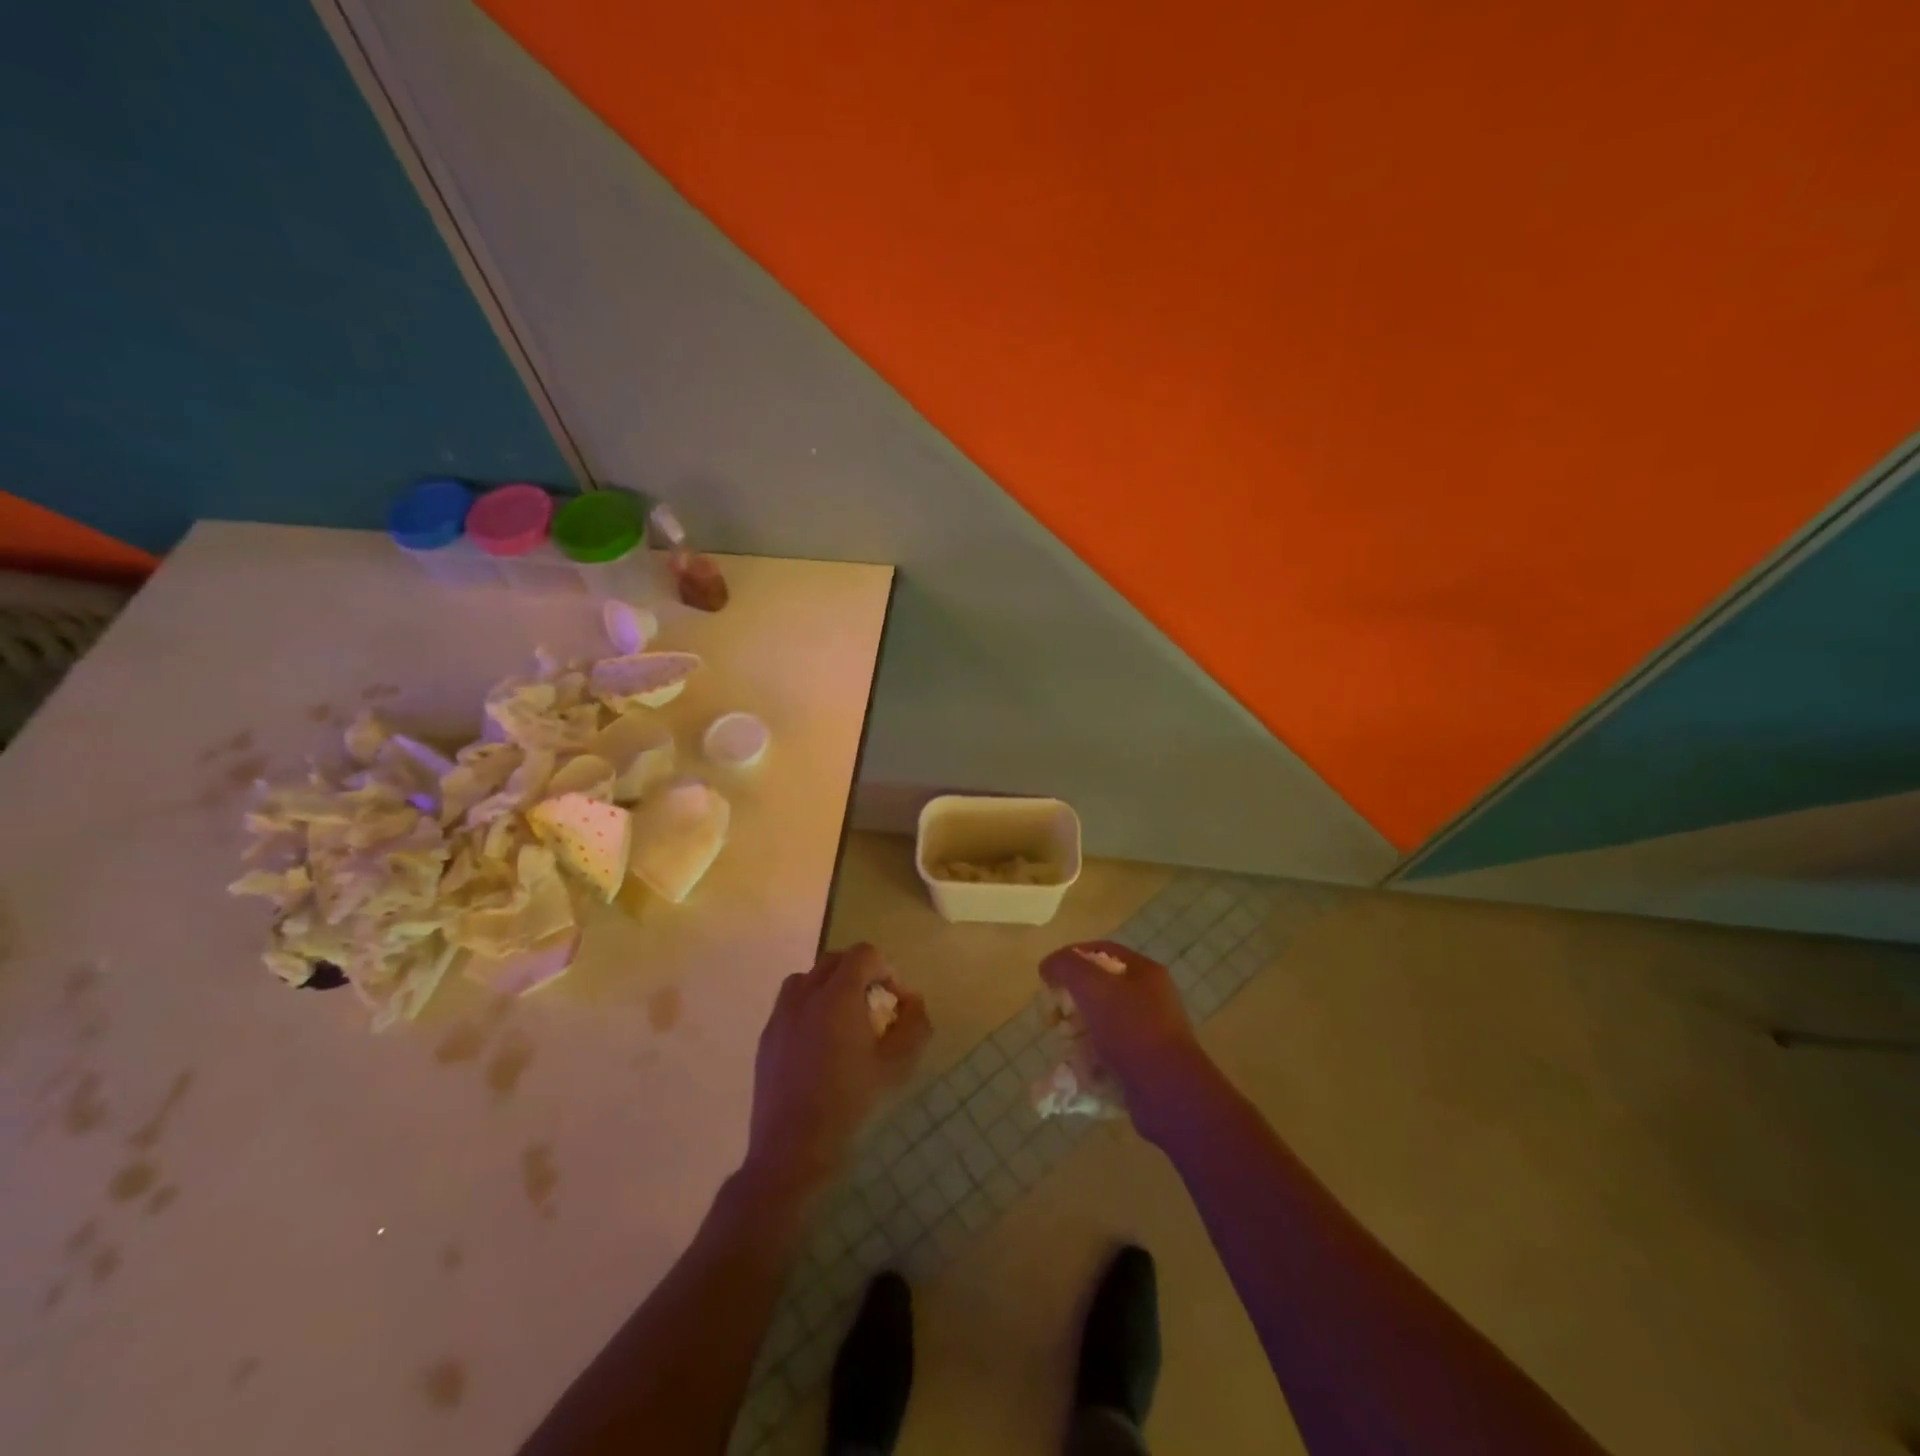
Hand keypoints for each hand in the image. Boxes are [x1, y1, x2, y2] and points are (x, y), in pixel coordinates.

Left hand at [743, 943, 930, 1192]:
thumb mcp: (897, 1068)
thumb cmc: (850, 1106)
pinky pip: (790, 1003)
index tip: (895, 1001)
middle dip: (860, 974)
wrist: (792, 1152)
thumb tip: (913, 1000)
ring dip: (831, 986)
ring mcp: (780, 1015)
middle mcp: (805, 995)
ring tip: (844, 1020)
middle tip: (874, 1007)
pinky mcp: (766, 1037)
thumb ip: (914, 1025)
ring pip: (808, 978)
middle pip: (835, 960)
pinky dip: (809, 1006)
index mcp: (837, 997)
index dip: (886, 969)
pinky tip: (819, 1044)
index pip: (864, 954)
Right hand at [1039, 941, 1205, 1120]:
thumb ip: (1066, 966)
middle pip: (1098, 988)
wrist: (1168, 1092)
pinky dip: (1090, 1058)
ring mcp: (1149, 1031)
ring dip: (1078, 1032)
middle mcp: (1150, 997)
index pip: (1100, 951)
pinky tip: (1080, 1068)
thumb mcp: (1093, 986)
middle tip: (1054, 1017)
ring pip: (1100, 1021)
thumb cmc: (1131, 1029)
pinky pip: (1108, 1051)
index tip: (1048, 978)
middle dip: (1071, 1001)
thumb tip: (1049, 966)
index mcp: (1144, 972)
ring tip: (1066, 1046)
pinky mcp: (1144, 1062)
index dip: (1070, 959)